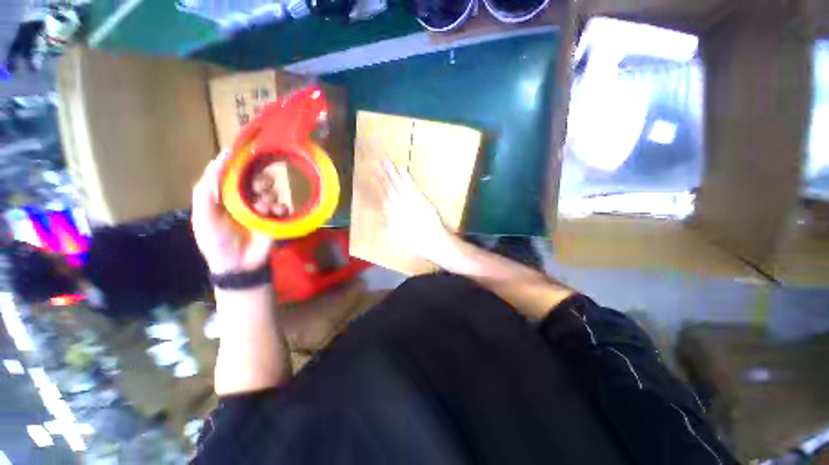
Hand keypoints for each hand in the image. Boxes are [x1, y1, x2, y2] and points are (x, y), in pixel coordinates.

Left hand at [192, 150, 273, 274]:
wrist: (238, 266)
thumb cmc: (217, 241)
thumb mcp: (204, 215)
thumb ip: (206, 190)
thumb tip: (218, 161)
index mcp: (225, 196)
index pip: (232, 174)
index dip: (237, 163)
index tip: (245, 152)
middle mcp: (244, 199)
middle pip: (255, 179)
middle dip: (259, 179)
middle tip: (260, 185)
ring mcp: (262, 209)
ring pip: (271, 191)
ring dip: (268, 196)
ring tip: (264, 208)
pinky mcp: (276, 219)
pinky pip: (284, 207)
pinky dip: (282, 207)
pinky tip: (276, 213)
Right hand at [374, 159, 452, 261]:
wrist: (431, 239)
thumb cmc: (415, 241)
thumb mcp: (399, 235)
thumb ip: (390, 223)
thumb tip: (383, 214)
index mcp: (393, 214)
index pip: (383, 196)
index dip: (378, 184)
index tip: (373, 174)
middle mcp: (399, 205)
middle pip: (390, 187)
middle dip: (383, 174)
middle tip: (378, 161)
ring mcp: (410, 200)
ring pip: (398, 184)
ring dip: (392, 172)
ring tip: (387, 161)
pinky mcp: (420, 198)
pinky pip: (411, 185)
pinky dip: (406, 177)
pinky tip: (403, 168)